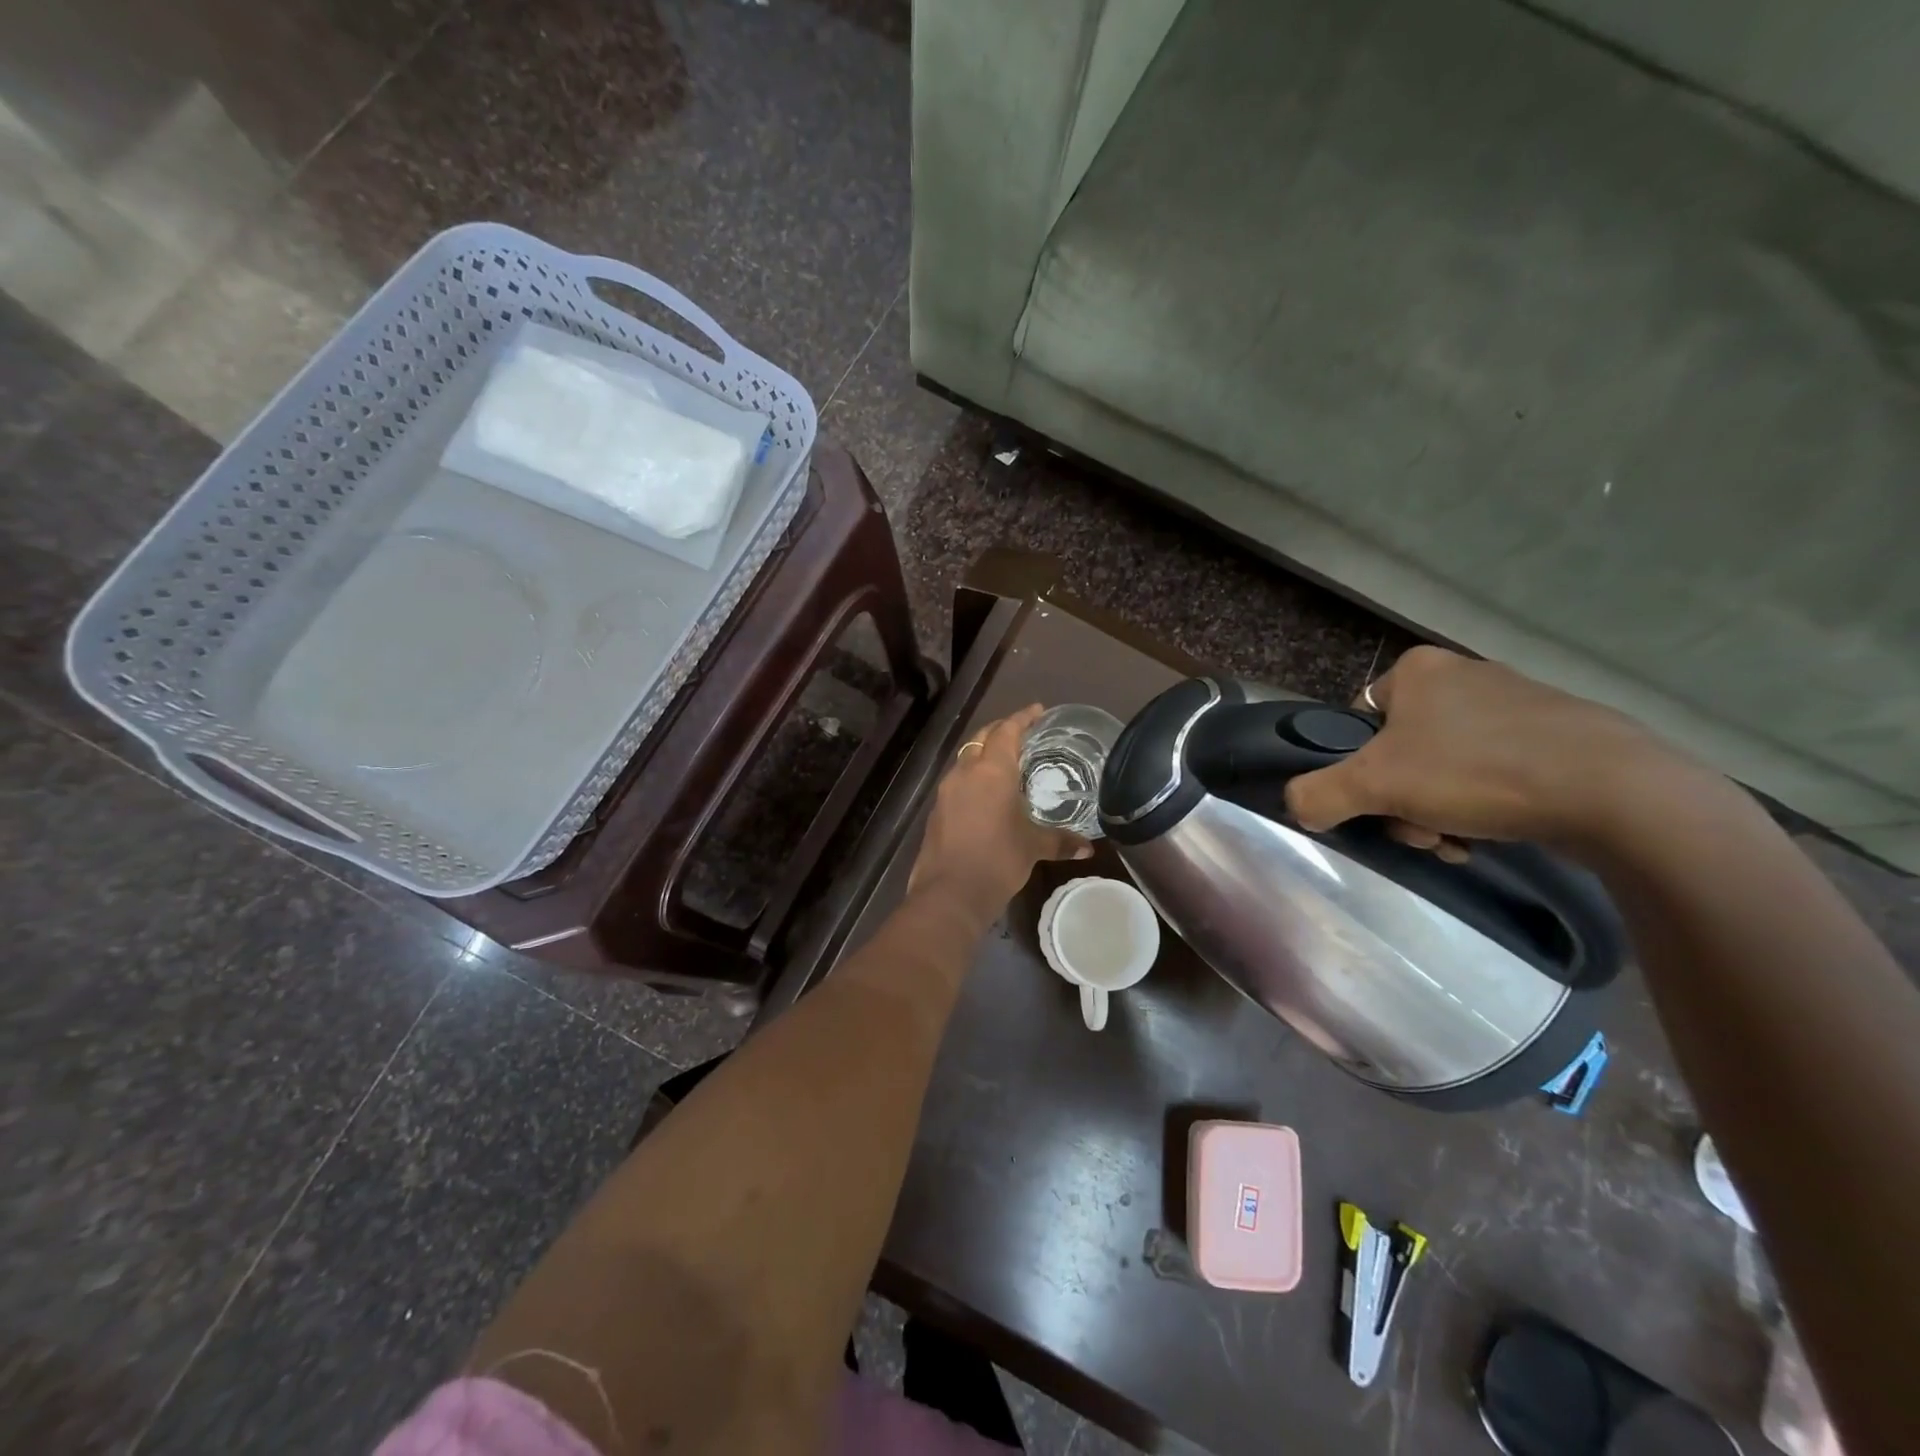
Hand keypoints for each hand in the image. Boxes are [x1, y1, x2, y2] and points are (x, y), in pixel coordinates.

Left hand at [910, 705, 1091, 916]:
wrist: (949, 892)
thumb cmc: (997, 860)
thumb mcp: (1033, 847)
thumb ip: (1060, 842)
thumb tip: (1088, 848)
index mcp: (992, 771)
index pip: (1007, 731)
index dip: (1022, 718)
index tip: (1037, 710)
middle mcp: (966, 772)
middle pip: (982, 738)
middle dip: (1001, 729)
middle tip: (1022, 731)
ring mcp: (947, 790)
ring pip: (966, 757)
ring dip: (984, 752)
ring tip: (1006, 760)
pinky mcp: (937, 809)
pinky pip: (958, 779)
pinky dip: (973, 775)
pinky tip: (986, 791)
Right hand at [1284, 646, 1691, 853]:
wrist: (1616, 793)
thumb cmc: (1478, 772)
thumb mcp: (1374, 785)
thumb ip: (1317, 794)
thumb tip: (1297, 806)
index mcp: (1419, 670)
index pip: (1360, 720)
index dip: (1360, 767)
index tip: (1381, 800)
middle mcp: (1466, 675)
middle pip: (1402, 752)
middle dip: (1404, 801)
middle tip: (1422, 831)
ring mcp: (1519, 704)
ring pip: (1446, 768)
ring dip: (1439, 812)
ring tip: (1462, 841)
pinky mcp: (1560, 736)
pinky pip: (1496, 773)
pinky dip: (1486, 807)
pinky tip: (1497, 835)